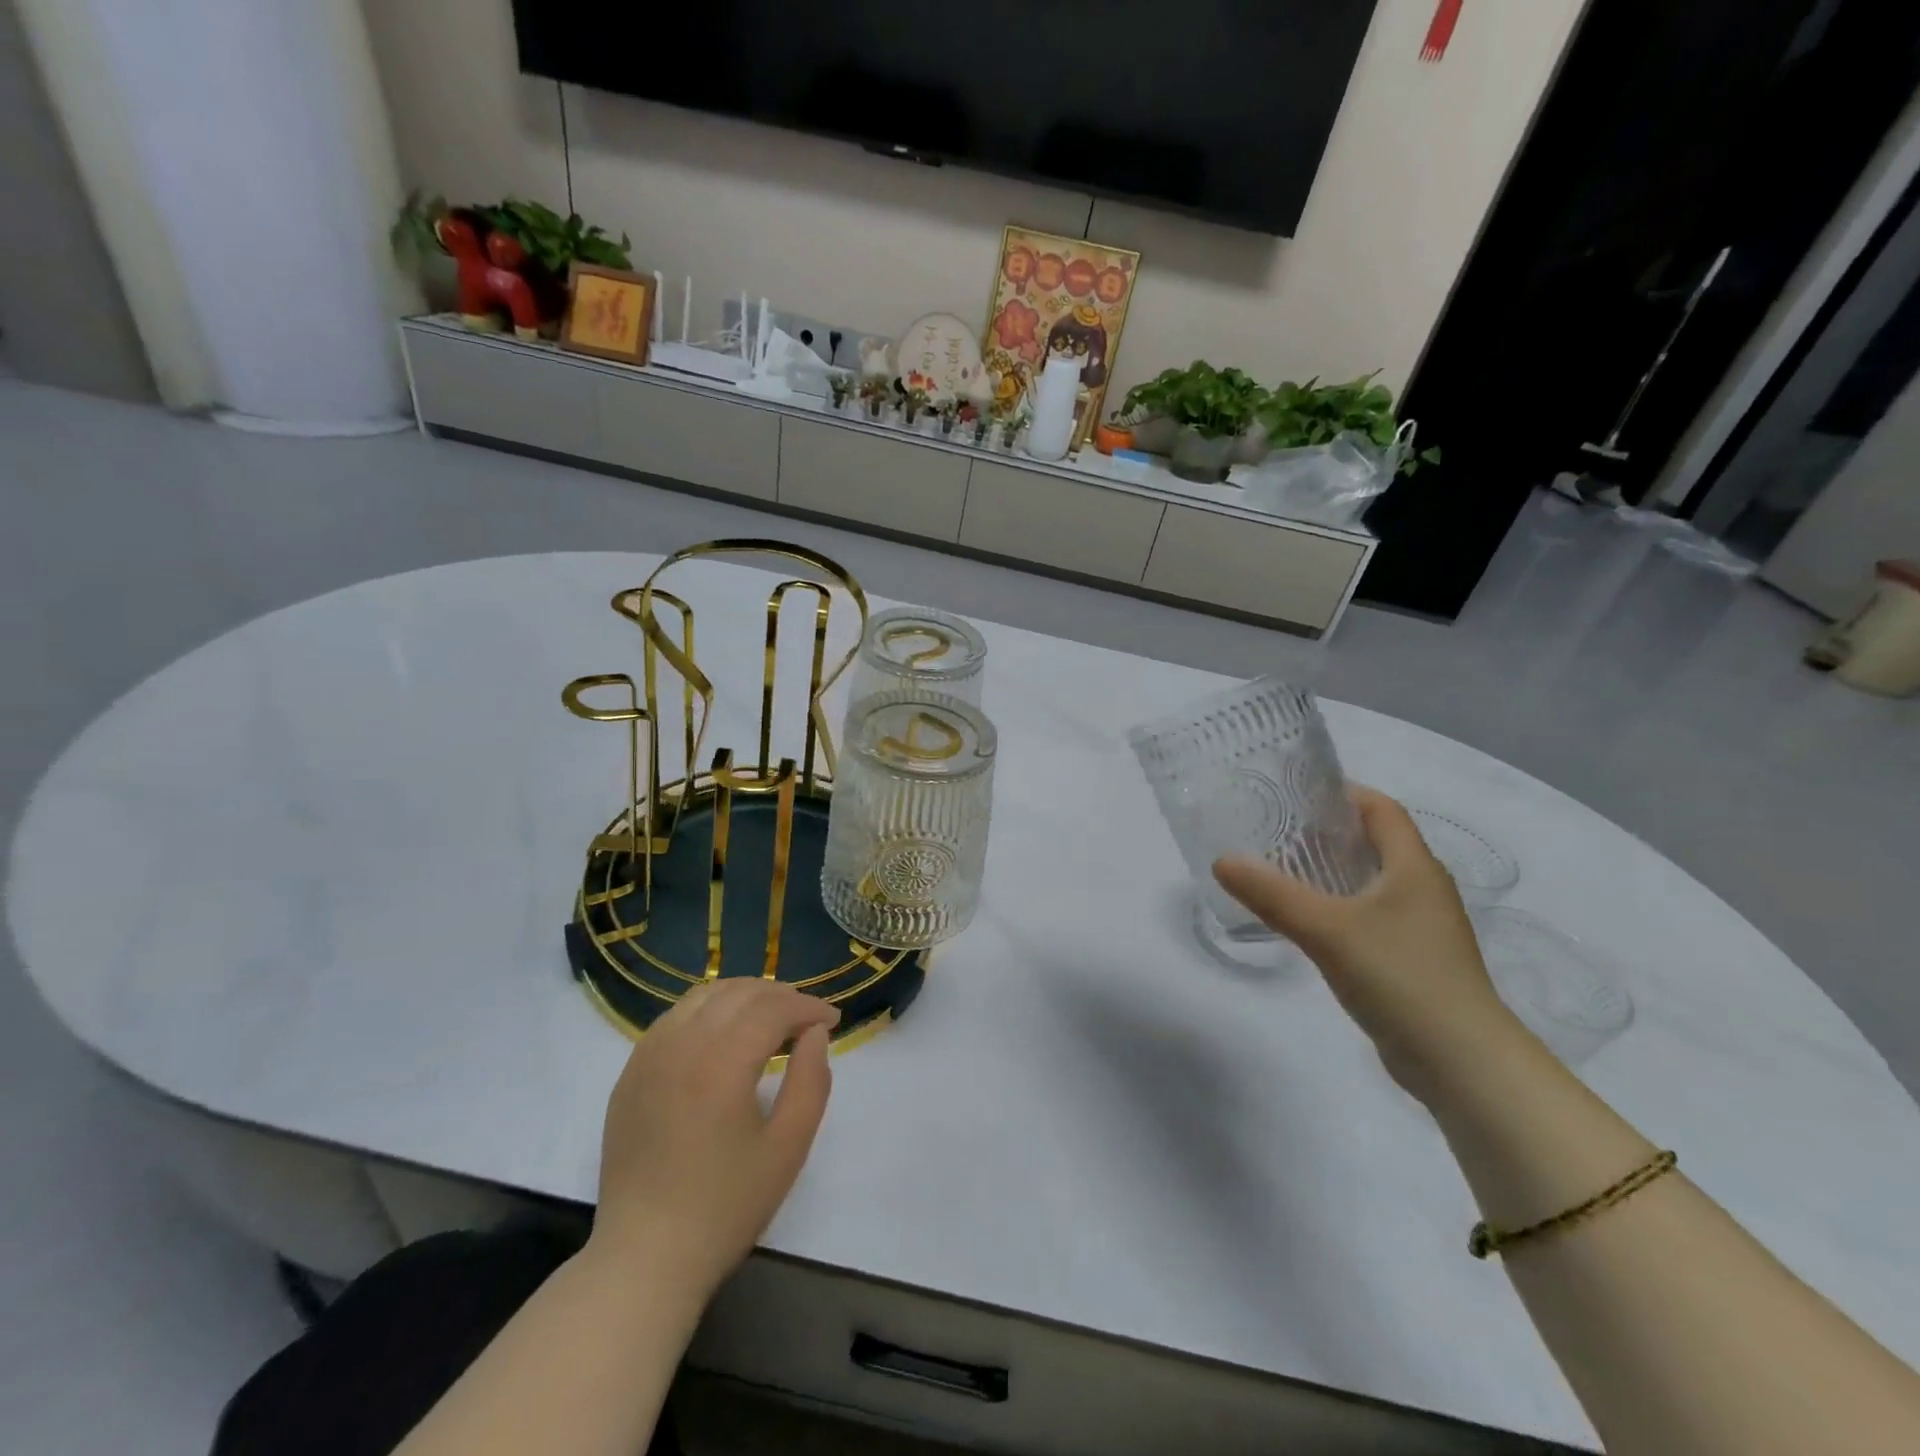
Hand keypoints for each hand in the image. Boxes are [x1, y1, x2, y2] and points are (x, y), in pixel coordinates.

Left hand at [589, 979, 838, 1301]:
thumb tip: (815, 1034)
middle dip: (779, 996)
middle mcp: (681, 1046)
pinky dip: (707, 1011)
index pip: (772, 1008)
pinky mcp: (630, 1073)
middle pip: (738, 992)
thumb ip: (811, 1081)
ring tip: (768, 1019)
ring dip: (742, 996)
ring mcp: (648, 1057)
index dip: (807, 1007)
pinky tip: (722, 1035)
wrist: (645, 1258)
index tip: (832, 1021)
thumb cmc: (725, 1207)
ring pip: (702, 996)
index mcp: (720, 1063)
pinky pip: (674, 1018)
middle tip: (805, 1019)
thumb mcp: (788, 1147)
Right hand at [1214, 787, 1520, 1099]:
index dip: (1342, 792)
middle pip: (1375, 842)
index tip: (1294, 791)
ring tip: (1281, 869)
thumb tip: (1221, 860)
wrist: (1462, 1062)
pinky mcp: (1413, 960)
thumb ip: (1272, 894)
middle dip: (1327, 831)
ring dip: (1331, 871)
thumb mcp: (1327, 930)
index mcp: (1414, 867)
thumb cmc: (1401, 977)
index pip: (1381, 809)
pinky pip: (1371, 916)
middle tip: (1275, 829)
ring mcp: (1421, 927)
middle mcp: (1423, 889)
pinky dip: (1339, 906)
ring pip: (1372, 881)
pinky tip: (1307, 921)